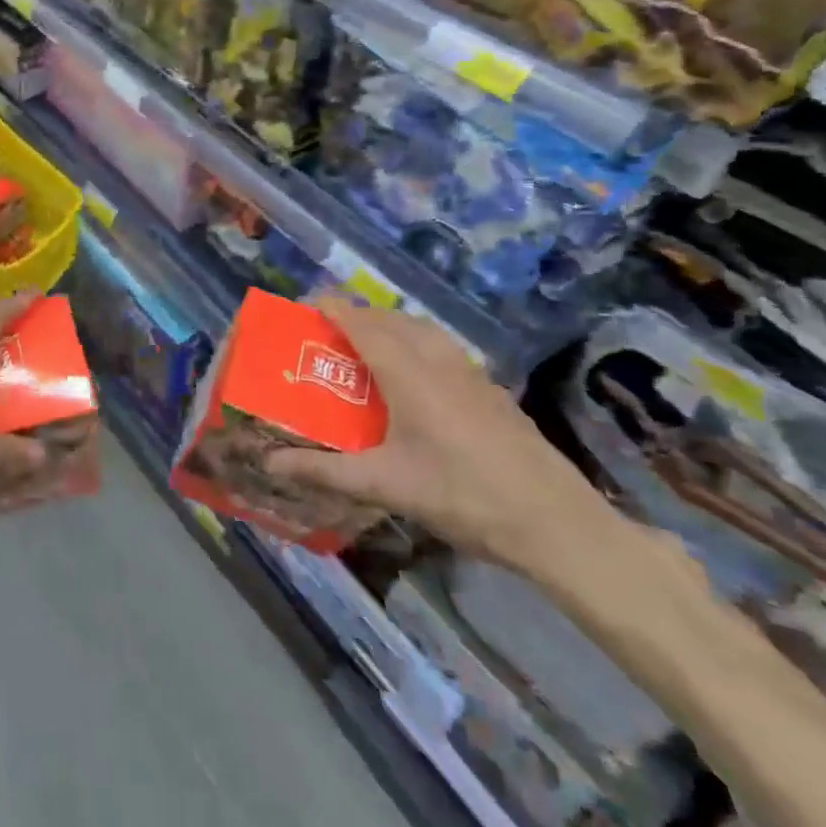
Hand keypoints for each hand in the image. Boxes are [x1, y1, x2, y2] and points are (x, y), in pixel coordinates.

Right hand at [263, 294, 614, 572]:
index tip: (303, 304)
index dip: (331, 307)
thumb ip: (324, 471)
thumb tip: (269, 464)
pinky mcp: (490, 388)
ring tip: (366, 347)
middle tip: (327, 332)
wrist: (556, 522)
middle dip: (356, 315)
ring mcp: (470, 371)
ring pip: (420, 329)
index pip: (360, 322)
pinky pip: (441, 346)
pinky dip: (416, 343)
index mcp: (407, 372)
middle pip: (390, 318)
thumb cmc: (461, 495)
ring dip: (389, 326)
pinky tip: (415, 377)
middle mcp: (437, 358)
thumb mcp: (384, 485)